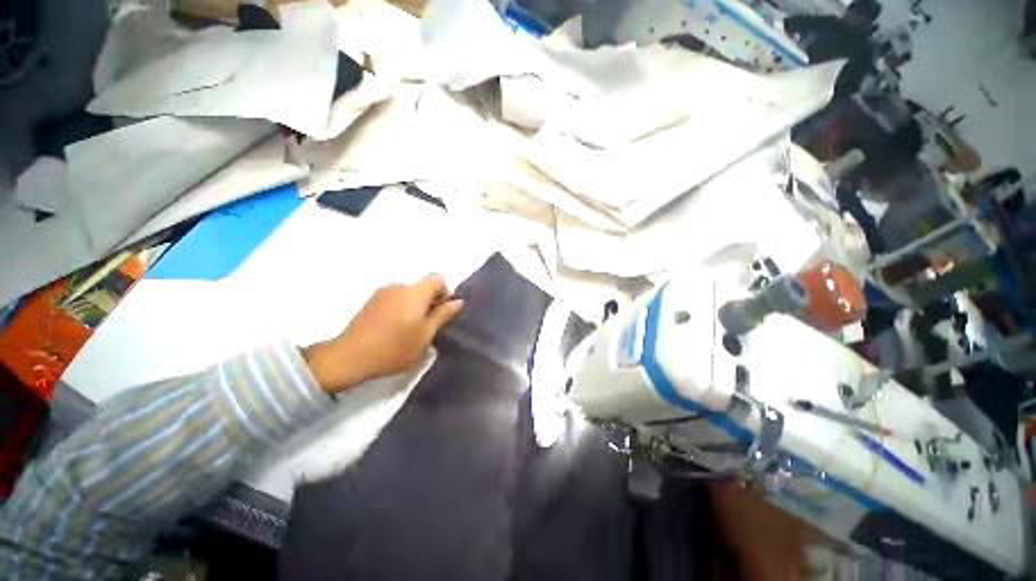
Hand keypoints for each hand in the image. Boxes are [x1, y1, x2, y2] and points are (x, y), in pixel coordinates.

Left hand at [302, 274, 462, 393]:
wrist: (349, 357)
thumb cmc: (394, 348)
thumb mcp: (425, 335)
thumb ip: (443, 315)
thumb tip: (458, 301)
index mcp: (415, 293)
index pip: (438, 277)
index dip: (445, 291)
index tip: (440, 312)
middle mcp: (399, 286)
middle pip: (423, 286)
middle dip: (430, 301)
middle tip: (427, 326)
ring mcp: (382, 292)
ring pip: (409, 293)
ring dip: (415, 306)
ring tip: (408, 330)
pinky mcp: (371, 301)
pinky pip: (395, 298)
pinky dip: (400, 308)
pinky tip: (392, 329)